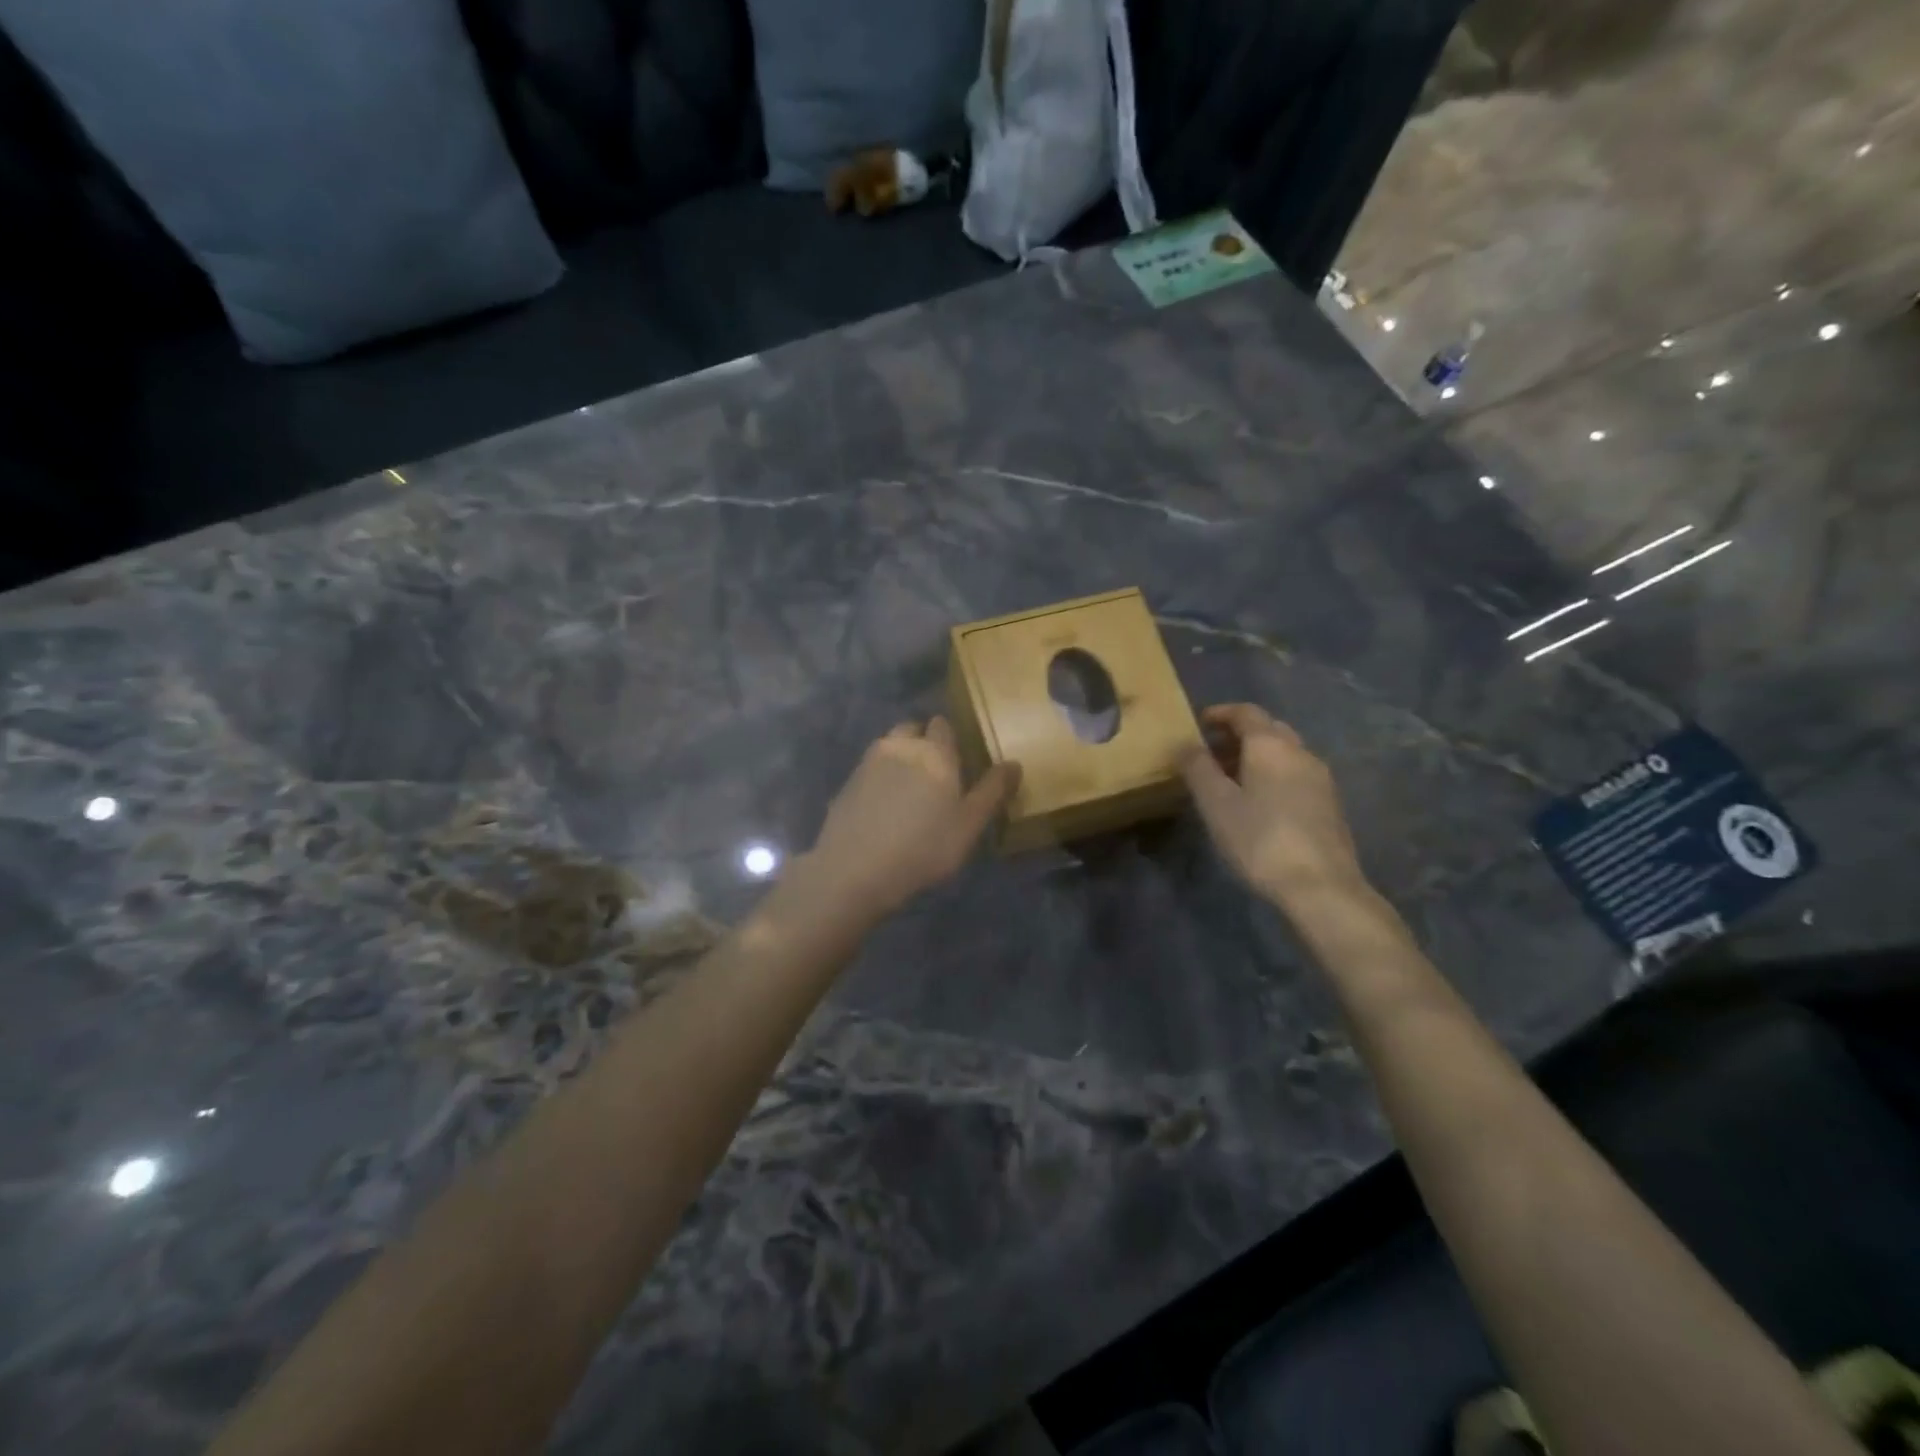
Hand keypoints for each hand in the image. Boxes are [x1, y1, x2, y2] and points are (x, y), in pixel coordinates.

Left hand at [802, 718, 1020, 921]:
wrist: (854, 870)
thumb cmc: (924, 847)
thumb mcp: (969, 825)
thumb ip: (993, 791)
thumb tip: (1014, 763)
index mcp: (934, 751)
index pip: (943, 725)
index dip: (950, 740)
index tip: (957, 764)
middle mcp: (899, 746)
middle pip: (912, 730)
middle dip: (922, 743)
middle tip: (933, 777)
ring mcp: (867, 763)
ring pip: (888, 747)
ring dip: (899, 759)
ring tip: (907, 793)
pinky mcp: (846, 783)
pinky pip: (869, 771)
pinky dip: (878, 780)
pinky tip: (882, 809)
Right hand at [1179, 704, 1367, 907]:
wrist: (1321, 887)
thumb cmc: (1260, 840)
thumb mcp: (1216, 804)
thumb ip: (1198, 768)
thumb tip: (1185, 744)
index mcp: (1271, 746)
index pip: (1246, 712)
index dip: (1220, 713)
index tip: (1198, 723)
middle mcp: (1300, 752)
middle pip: (1268, 729)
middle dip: (1238, 734)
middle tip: (1211, 752)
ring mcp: (1320, 778)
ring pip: (1284, 752)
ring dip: (1256, 755)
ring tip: (1230, 778)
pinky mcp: (1329, 803)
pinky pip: (1295, 773)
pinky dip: (1273, 773)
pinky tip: (1259, 802)